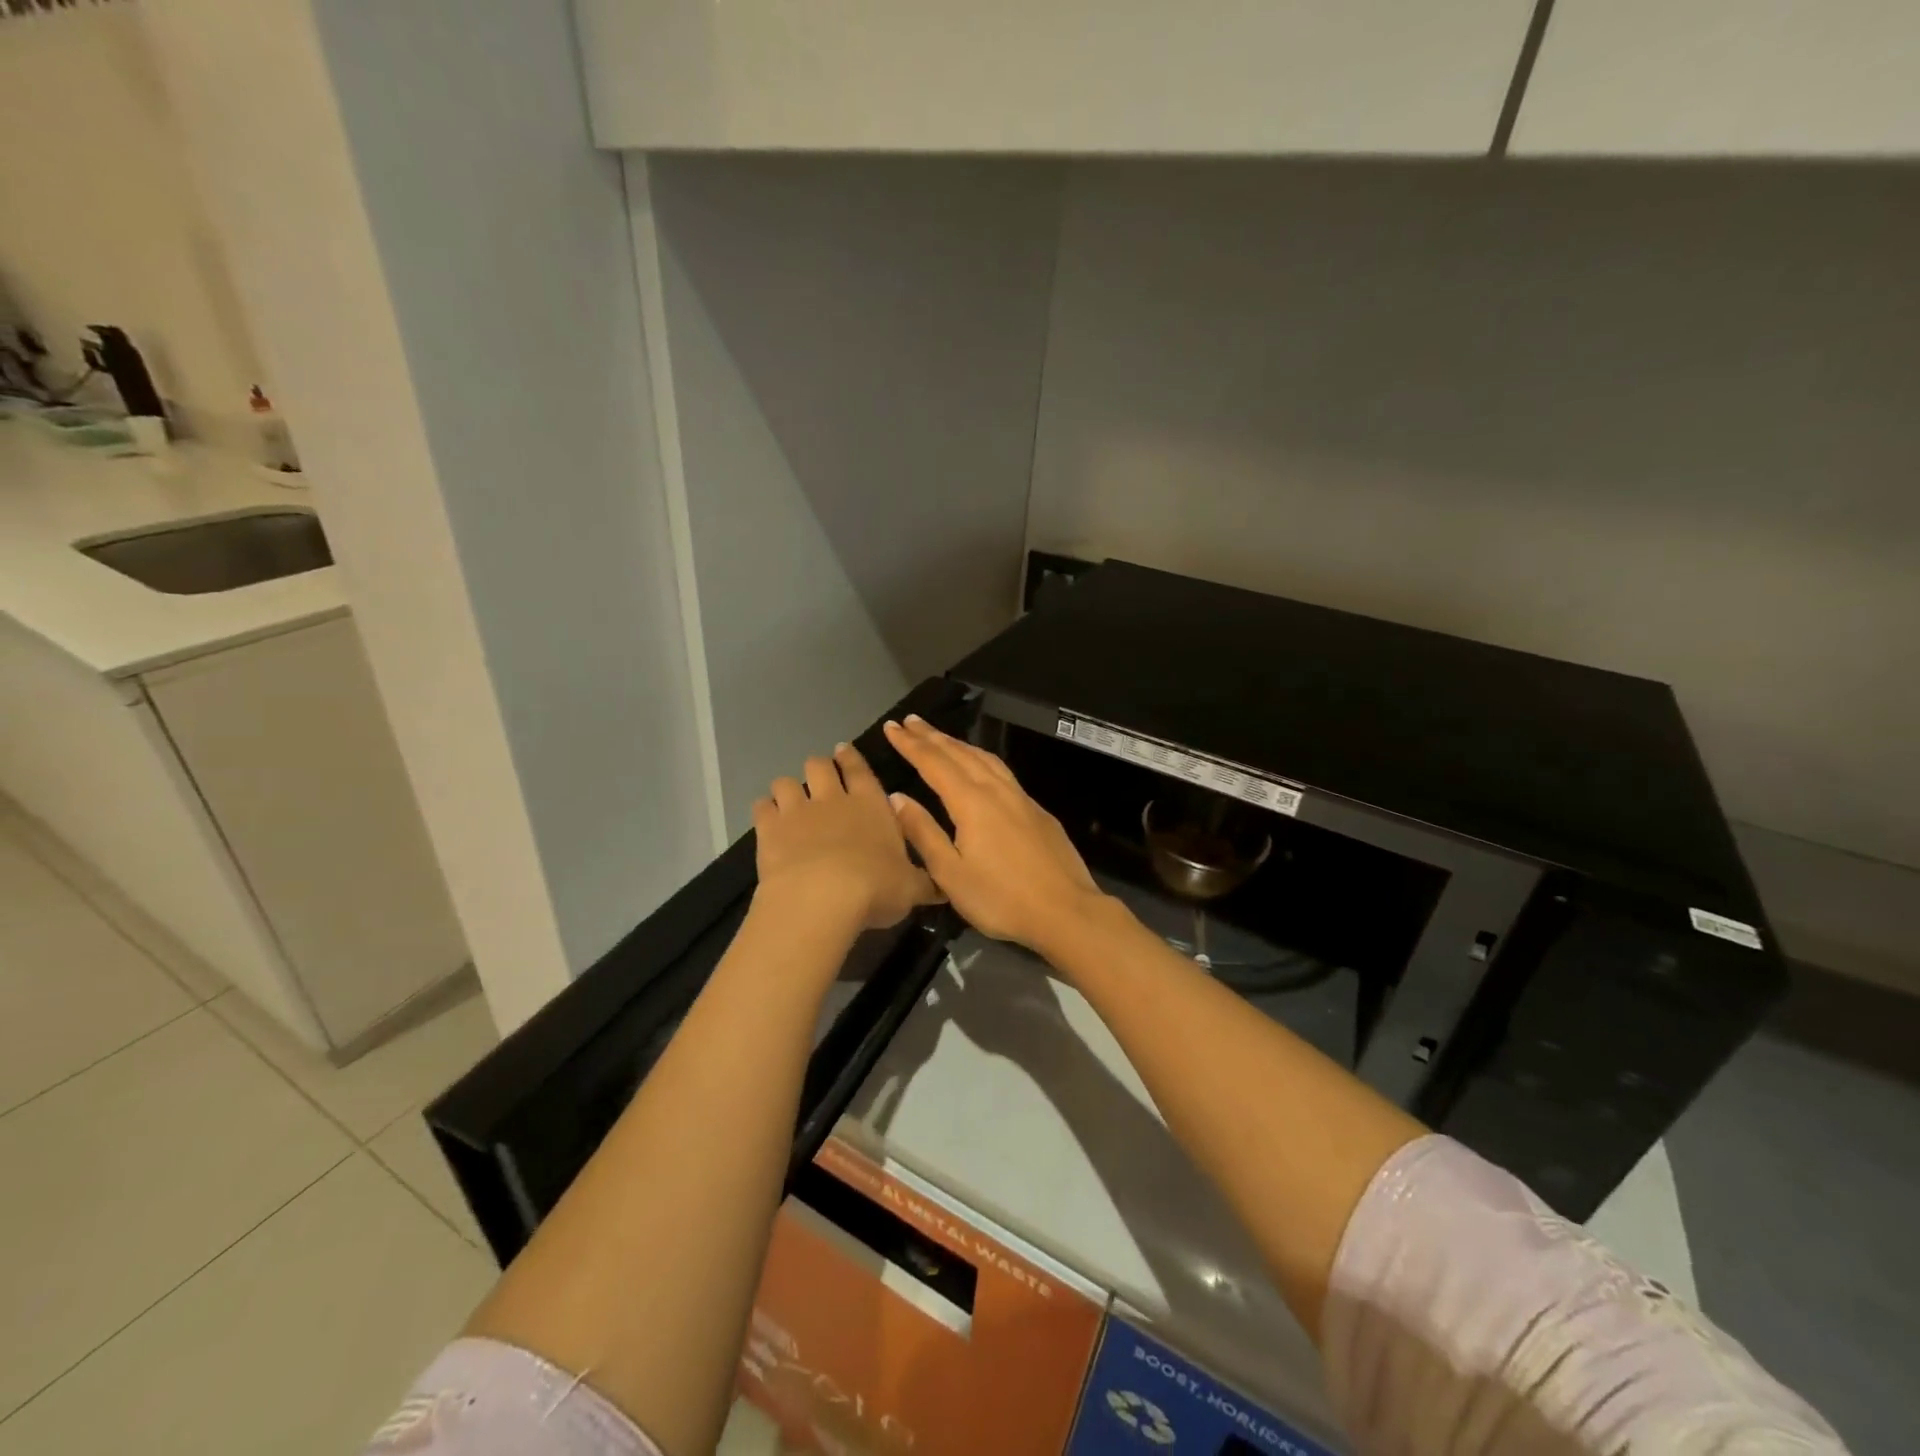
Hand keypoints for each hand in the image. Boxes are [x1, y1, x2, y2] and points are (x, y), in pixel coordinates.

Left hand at [753, 742, 941, 931]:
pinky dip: (765, 810)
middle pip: (819, 765)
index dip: (851, 758)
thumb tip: (945, 889)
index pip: (860, 769)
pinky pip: (762, 806)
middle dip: (819, 767)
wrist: (822, 897)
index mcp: (871, 804)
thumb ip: (925, 884)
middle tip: (820, 777)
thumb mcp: (911, 889)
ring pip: (786, 782)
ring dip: (788, 788)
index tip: (843, 750)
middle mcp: (833, 799)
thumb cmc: (876, 888)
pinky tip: (768, 820)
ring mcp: (797, 810)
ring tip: (790, 800)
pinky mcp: (769, 828)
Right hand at [882, 716, 1105, 954]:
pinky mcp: (1037, 810)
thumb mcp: (950, 874)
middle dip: (932, 736)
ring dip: (958, 744)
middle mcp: (996, 790)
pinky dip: (981, 758)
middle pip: (959, 754)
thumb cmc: (1001, 898)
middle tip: (910, 721)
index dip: (911, 744)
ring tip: (940, 736)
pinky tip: (980, 766)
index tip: (891, 727)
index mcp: (971, 802)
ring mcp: (1021, 798)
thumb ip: (923, 832)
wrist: (1066, 911)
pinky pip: (1001, 771)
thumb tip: (897, 797)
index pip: (934, 763)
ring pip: (984, 758)